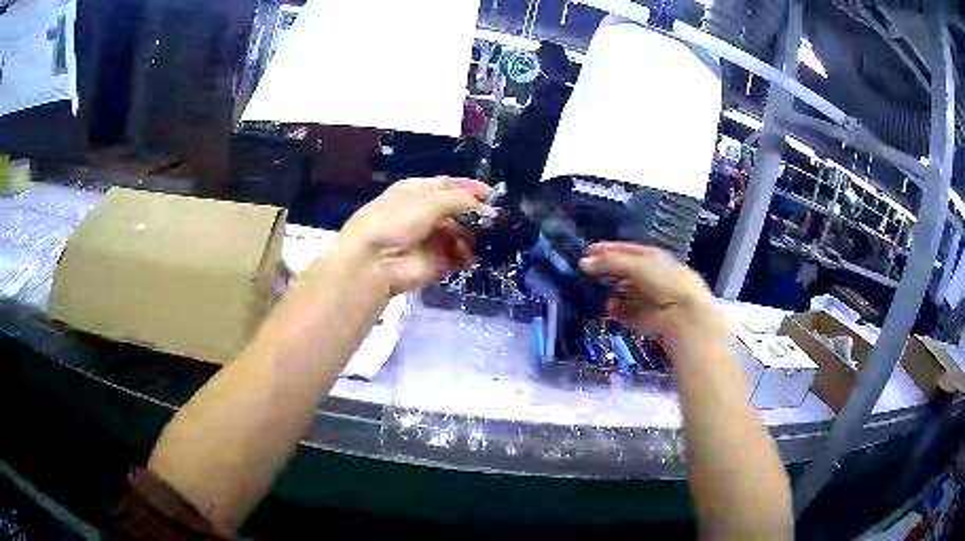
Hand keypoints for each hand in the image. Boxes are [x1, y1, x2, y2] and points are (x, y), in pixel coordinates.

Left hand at [337, 177, 491, 295]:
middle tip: (490, 221)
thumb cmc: (396, 220)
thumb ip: (459, 199)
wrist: (372, 261)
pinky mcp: (434, 263)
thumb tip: (480, 203)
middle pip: (456, 211)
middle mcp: (423, 214)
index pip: (447, 186)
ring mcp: (429, 239)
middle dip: (474, 215)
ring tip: (476, 239)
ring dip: (471, 236)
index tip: (490, 194)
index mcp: (417, 192)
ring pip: (459, 234)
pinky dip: (466, 256)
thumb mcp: (428, 200)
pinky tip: (469, 256)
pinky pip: (456, 257)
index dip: (468, 188)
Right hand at [578, 242, 715, 337]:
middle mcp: (648, 275)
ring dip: (610, 291)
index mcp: (651, 257)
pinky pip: (622, 310)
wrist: (681, 313)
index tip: (586, 251)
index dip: (606, 249)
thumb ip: (608, 262)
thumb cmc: (662, 281)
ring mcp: (644, 296)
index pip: (625, 249)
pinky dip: (616, 308)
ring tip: (601, 292)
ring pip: (620, 290)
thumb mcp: (635, 265)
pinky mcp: (641, 316)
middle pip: (621, 270)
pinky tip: (613, 308)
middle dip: (606, 271)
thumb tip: (583, 262)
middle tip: (587, 273)